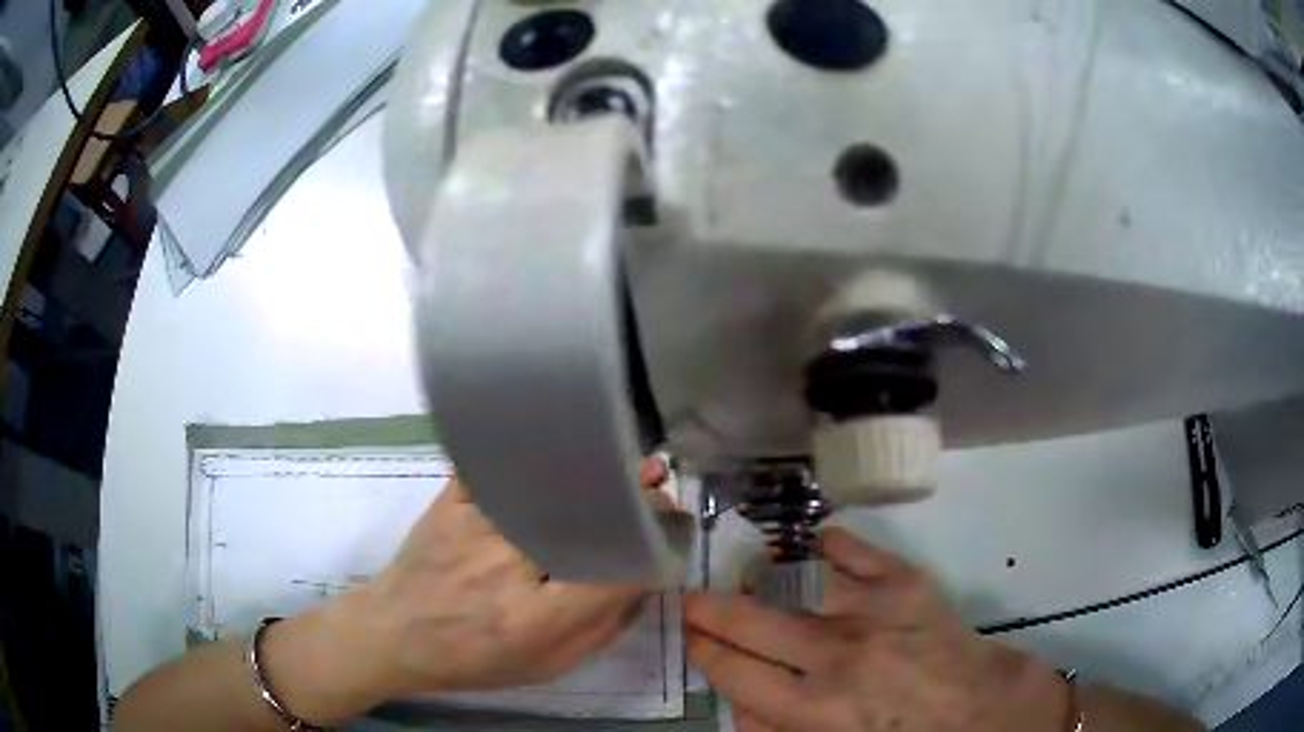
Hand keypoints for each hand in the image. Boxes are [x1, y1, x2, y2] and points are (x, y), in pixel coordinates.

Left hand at [263, 460, 672, 722]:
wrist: (394, 633)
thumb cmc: (471, 660)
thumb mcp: (544, 667)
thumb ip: (599, 630)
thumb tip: (640, 582)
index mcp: (533, 618)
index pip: (611, 573)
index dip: (649, 548)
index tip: (671, 533)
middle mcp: (506, 565)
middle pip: (583, 520)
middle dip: (631, 500)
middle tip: (658, 484)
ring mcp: (474, 526)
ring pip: (547, 487)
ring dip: (593, 470)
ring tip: (625, 461)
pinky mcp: (451, 501)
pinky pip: (498, 467)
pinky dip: (534, 451)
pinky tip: (561, 442)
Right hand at [686, 528, 1069, 731]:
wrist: (974, 709)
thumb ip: (774, 731)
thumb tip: (736, 700)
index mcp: (812, 708)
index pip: (732, 670)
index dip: (702, 647)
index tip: (691, 634)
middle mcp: (834, 654)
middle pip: (750, 620)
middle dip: (709, 608)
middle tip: (695, 602)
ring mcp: (871, 610)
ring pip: (794, 579)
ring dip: (763, 580)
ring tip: (752, 582)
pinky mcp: (904, 581)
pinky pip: (850, 549)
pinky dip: (825, 545)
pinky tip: (813, 551)